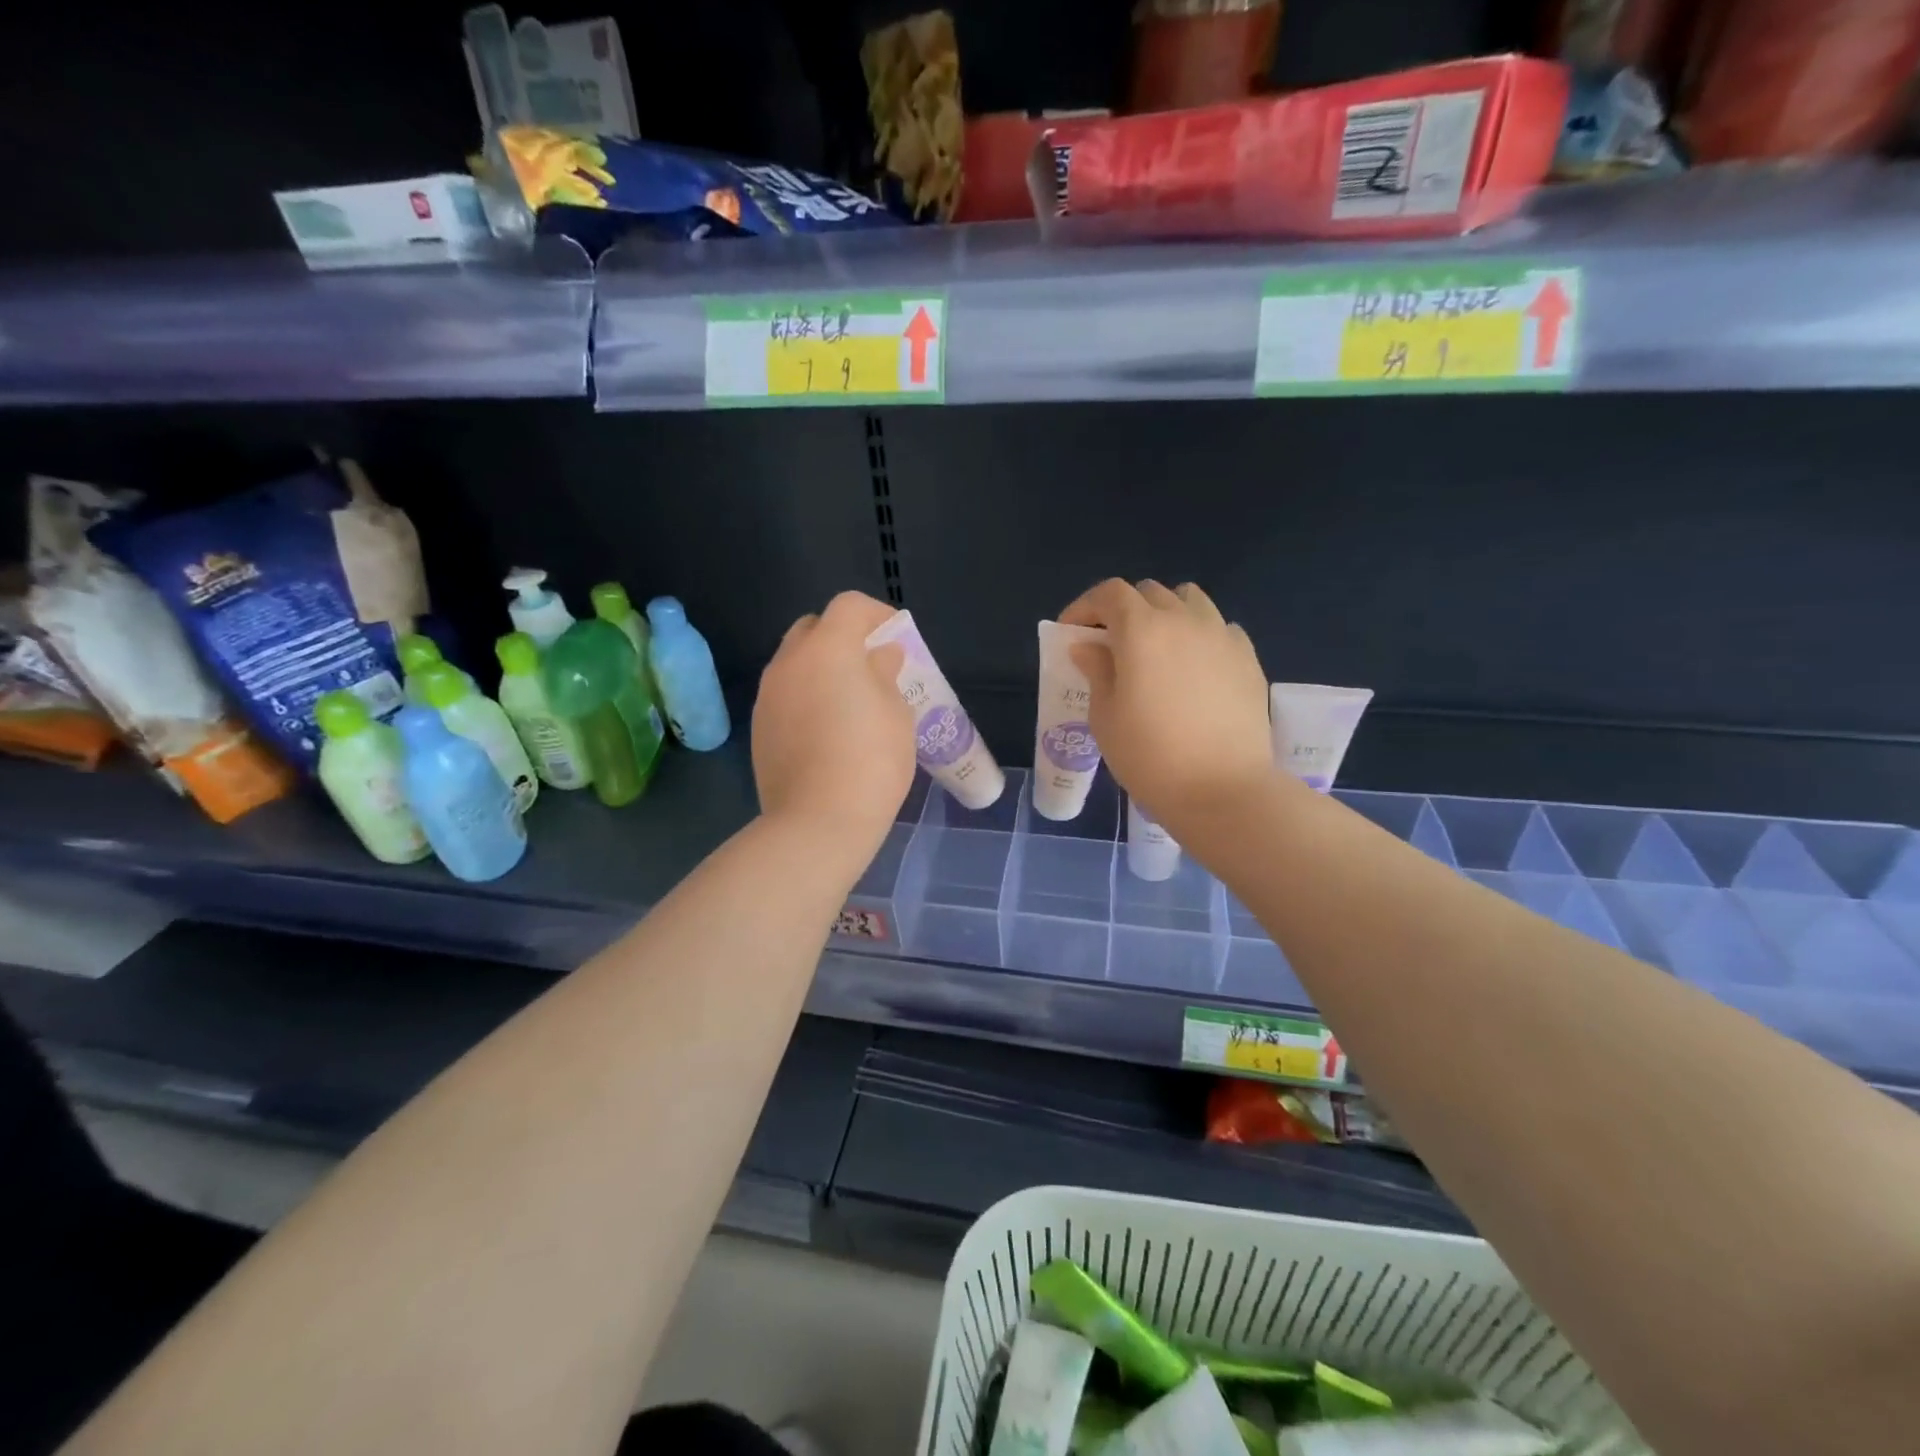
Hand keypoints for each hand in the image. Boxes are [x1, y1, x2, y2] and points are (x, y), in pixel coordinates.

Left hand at [753, 591, 915, 856]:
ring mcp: (768, 694)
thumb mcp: (896, 713)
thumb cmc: (871, 760)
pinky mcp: (758, 727)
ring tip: (848, 700)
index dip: (877, 614)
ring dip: (820, 667)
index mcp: (828, 648)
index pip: (849, 606)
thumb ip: (886, 674)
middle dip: (842, 637)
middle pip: (813, 628)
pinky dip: (805, 696)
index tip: (896, 637)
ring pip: (794, 662)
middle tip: (870, 665)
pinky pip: (784, 694)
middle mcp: (789, 661)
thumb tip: (880, 657)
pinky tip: (826, 729)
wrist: (817, 820)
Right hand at [1059, 578, 1273, 833]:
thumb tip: (1089, 646)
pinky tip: (1194, 668)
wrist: (1222, 789)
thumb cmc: (1150, 756)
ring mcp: (1222, 635)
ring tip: (1157, 648)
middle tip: (1111, 644)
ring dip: (1165, 614)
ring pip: (1190, 601)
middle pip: (1149, 593)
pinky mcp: (1248, 658)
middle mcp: (1184, 620)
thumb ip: (1097, 671)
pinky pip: (1219, 629)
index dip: (1085, 607)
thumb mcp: (1105, 717)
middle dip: (1123, 610)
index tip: (1072, 632)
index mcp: (1142, 629)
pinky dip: (1199, 635)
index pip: (1109, 594)